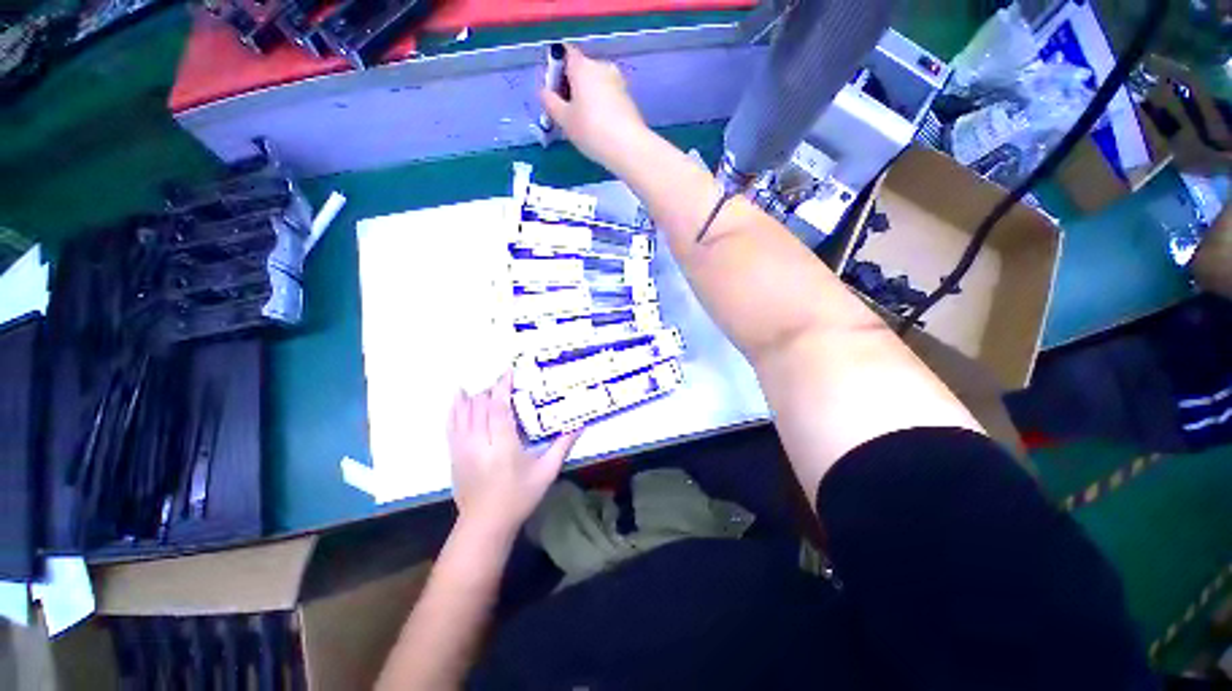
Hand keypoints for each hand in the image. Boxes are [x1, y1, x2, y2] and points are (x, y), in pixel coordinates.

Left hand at [447, 372, 578, 537]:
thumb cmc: (519, 496)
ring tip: (484, 383)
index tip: (508, 371)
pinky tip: (459, 396)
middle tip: (503, 379)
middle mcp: (480, 442)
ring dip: (474, 395)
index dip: (502, 387)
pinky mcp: (454, 454)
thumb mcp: (546, 472)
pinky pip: (451, 424)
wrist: (485, 524)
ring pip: (464, 412)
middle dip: (491, 389)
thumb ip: (562, 446)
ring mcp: (463, 448)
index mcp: (504, 445)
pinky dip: (454, 407)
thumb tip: (580, 425)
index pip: (499, 408)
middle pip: (480, 406)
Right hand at [540, 44, 649, 171]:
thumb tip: (544, 91)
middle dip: (571, 86)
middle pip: (581, 70)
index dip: (555, 69)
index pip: (564, 53)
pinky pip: (607, 96)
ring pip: (595, 84)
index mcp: (583, 66)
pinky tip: (598, 128)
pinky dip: (599, 106)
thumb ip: (550, 102)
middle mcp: (602, 67)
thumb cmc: (591, 130)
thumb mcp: (564, 119)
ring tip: (582, 124)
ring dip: (586, 98)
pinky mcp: (628, 99)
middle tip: (565, 113)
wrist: (629, 148)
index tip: (553, 92)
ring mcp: (618, 82)